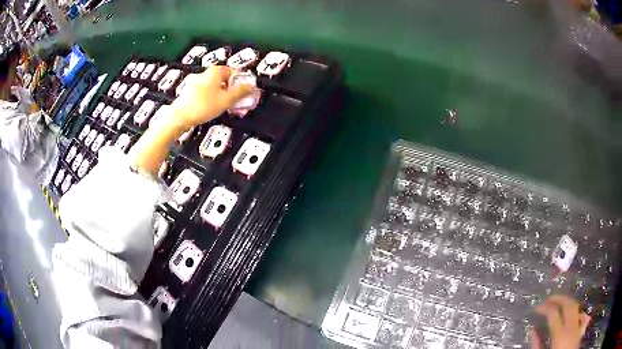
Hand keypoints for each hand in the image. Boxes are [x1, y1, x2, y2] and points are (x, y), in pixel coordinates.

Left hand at [170, 66, 253, 128]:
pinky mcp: (188, 91)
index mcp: (215, 71)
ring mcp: (195, 82)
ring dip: (221, 95)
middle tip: (236, 102)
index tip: (245, 92)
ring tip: (225, 107)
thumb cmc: (203, 106)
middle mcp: (204, 73)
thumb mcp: (226, 100)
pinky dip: (211, 98)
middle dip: (231, 90)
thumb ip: (241, 92)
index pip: (234, 72)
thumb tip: (252, 87)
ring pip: (213, 86)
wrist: (179, 116)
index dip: (241, 82)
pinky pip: (204, 92)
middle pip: (223, 79)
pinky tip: (212, 108)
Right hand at [529, 295, 589, 348]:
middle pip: (568, 304)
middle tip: (549, 299)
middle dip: (559, 298)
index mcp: (560, 334)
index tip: (536, 308)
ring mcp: (578, 327)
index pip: (553, 313)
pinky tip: (577, 315)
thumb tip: (532, 330)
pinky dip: (580, 314)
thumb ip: (536, 345)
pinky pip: (583, 317)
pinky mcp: (581, 331)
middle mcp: (571, 326)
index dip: (544, 308)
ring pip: (576, 307)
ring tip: (561, 304)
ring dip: (568, 303)